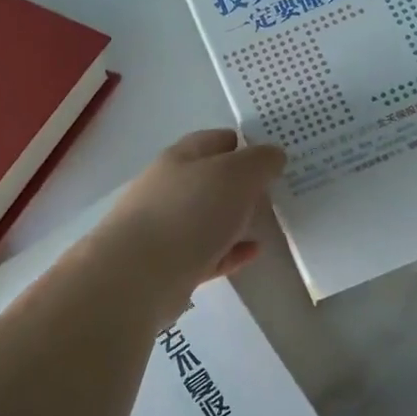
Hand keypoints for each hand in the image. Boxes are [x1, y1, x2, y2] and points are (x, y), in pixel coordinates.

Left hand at [87, 129, 285, 320]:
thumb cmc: (189, 212)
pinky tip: (253, 252)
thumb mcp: (235, 174)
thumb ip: (259, 161)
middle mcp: (170, 189)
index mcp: (180, 158)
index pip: (215, 140)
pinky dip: (231, 251)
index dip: (244, 143)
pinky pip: (209, 253)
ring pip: (209, 218)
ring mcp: (167, 228)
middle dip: (242, 184)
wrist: (140, 275)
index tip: (273, 154)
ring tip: (268, 222)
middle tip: (276, 190)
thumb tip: (273, 155)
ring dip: (236, 218)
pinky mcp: (171, 266)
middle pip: (211, 180)